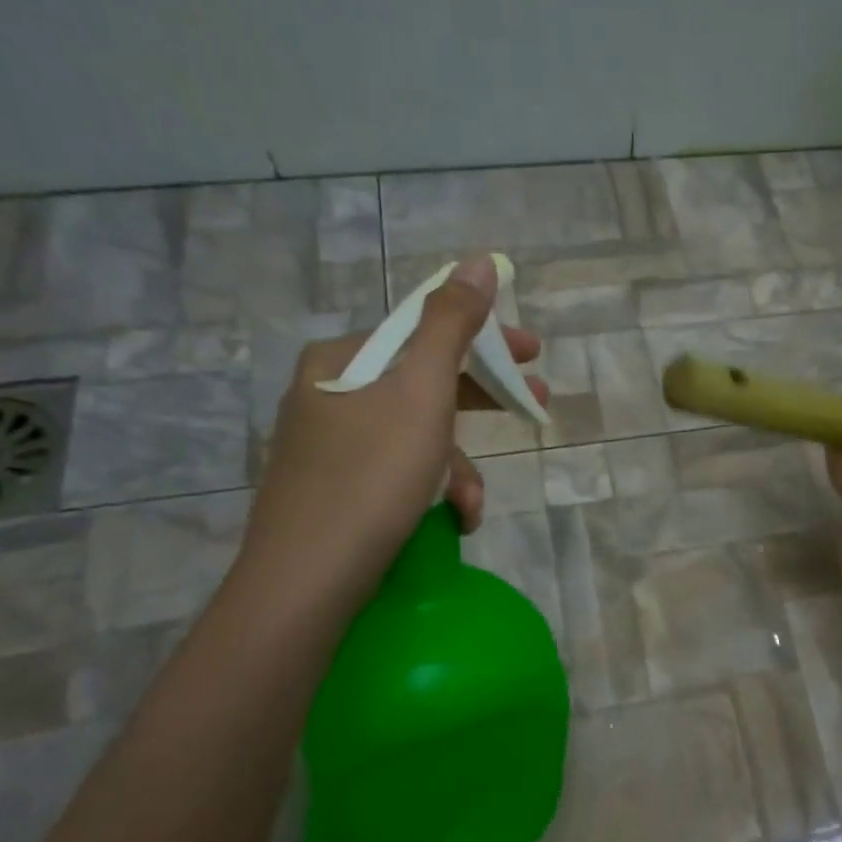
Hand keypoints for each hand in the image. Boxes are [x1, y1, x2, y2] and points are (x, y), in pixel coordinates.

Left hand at [238, 257, 546, 603]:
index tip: (532, 355)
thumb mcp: (422, 392)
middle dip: (483, 404)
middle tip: (534, 409)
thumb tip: (478, 261)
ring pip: (416, 437)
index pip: (424, 331)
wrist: (306, 579)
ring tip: (472, 507)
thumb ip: (452, 324)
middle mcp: (329, 393)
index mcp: (342, 359)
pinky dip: (431, 492)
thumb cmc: (371, 476)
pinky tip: (450, 521)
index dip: (484, 340)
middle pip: (424, 383)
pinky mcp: (334, 492)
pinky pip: (398, 474)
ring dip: (459, 468)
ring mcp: (328, 446)